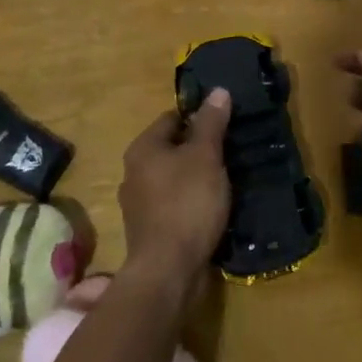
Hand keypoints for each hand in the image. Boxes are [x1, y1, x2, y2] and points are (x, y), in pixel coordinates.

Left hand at [118, 89, 231, 291]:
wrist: (168, 270)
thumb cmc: (187, 203)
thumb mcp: (205, 156)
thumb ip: (211, 123)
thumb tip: (218, 91)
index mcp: (142, 148)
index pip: (172, 118)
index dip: (199, 119)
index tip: (225, 127)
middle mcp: (133, 172)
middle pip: (171, 148)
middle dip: (198, 150)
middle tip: (228, 154)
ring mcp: (138, 204)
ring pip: (172, 178)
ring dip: (195, 178)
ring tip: (223, 182)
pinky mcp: (148, 230)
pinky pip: (172, 204)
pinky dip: (190, 203)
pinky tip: (210, 210)